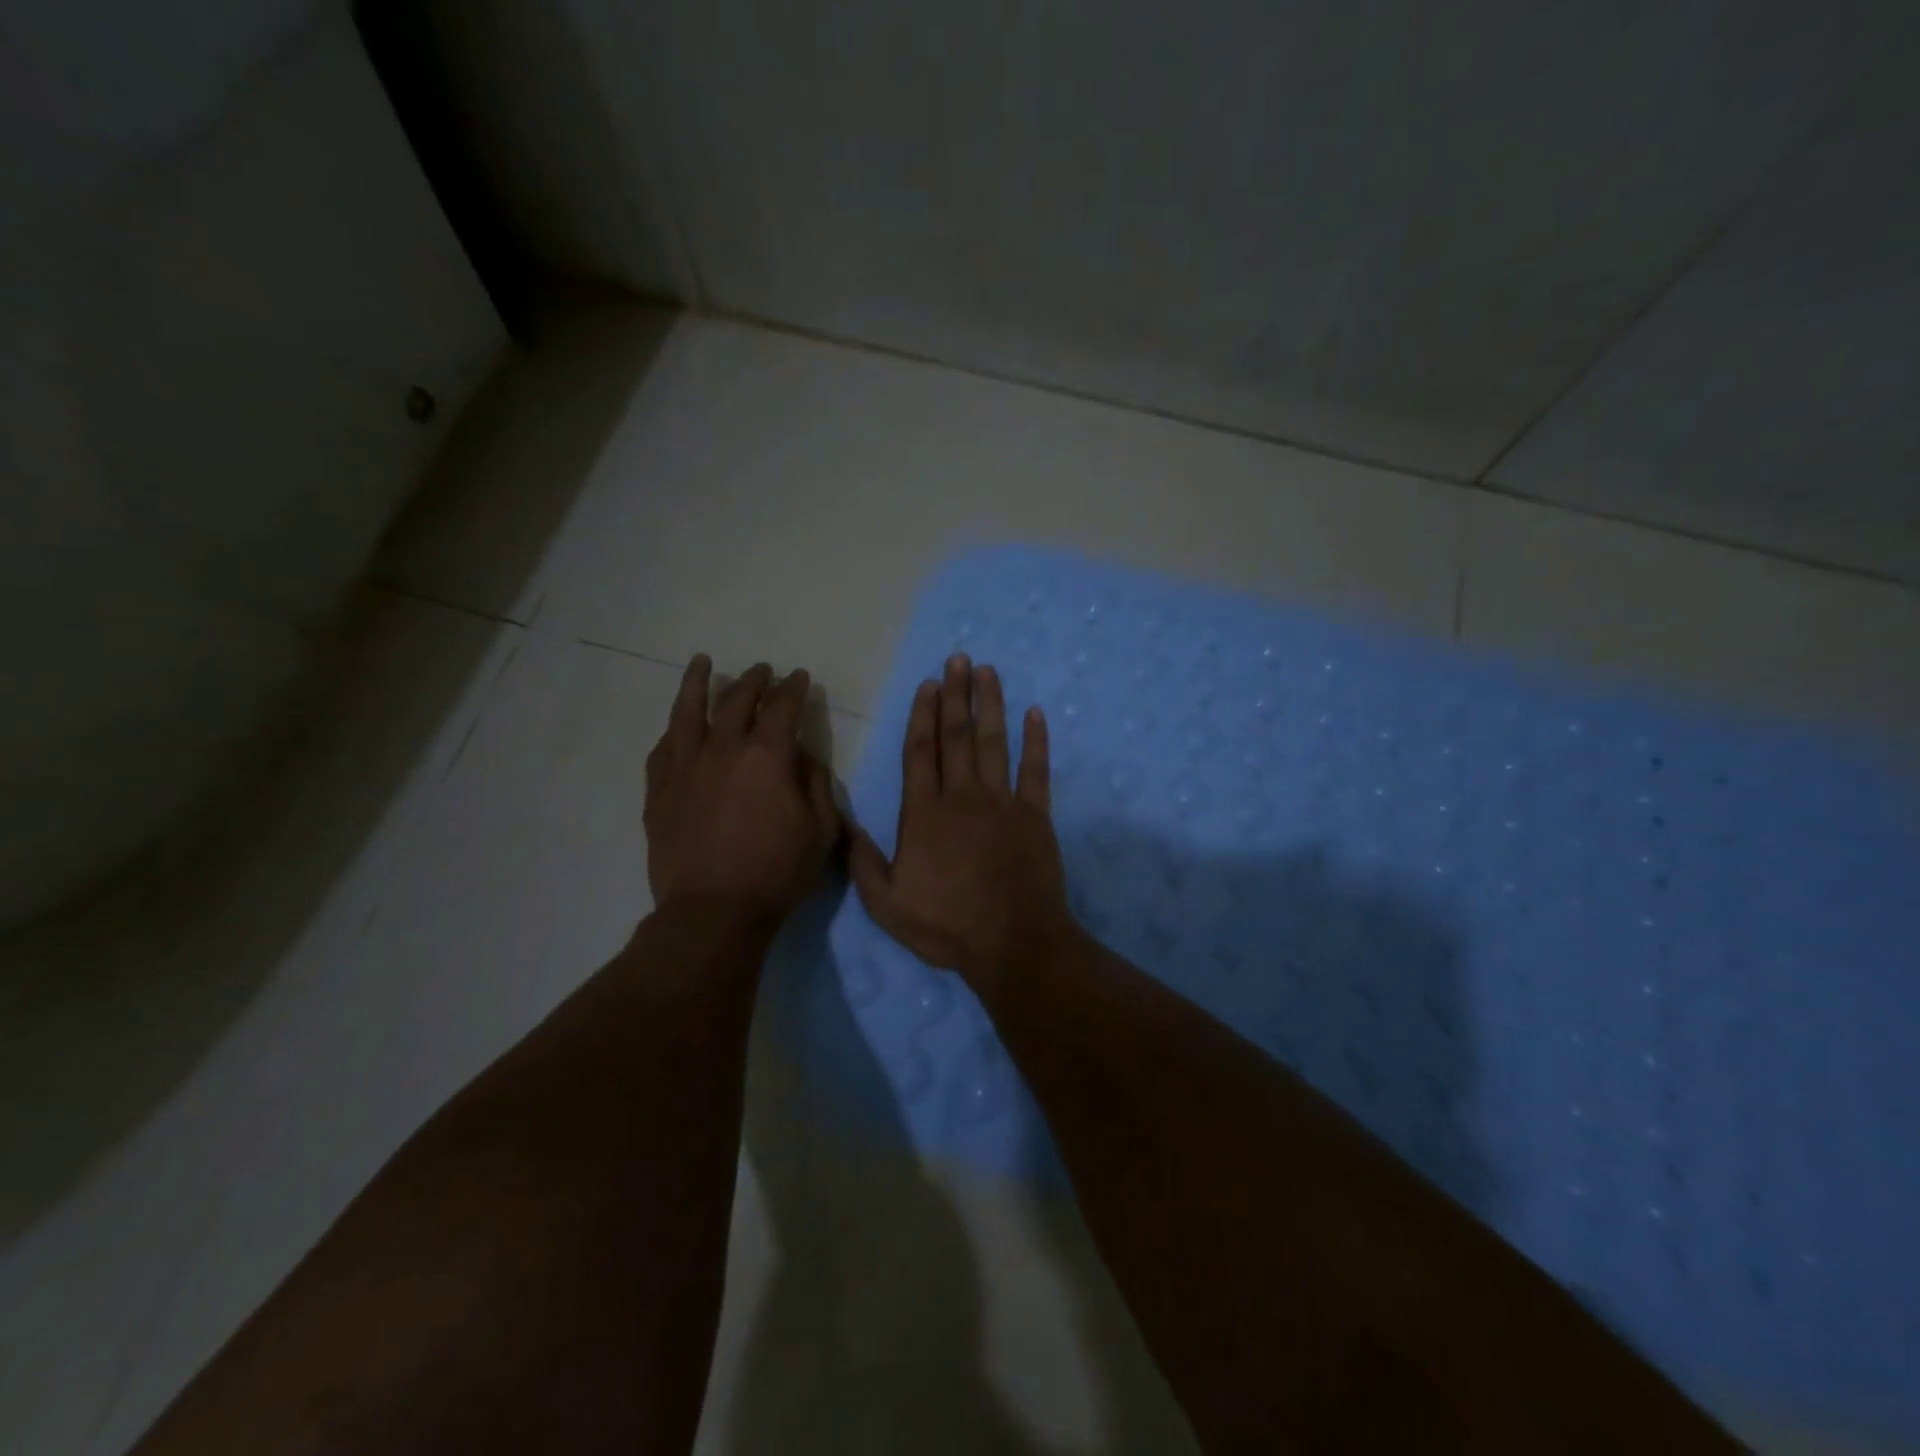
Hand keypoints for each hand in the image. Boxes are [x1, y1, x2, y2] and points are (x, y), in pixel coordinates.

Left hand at [644, 656, 840, 921]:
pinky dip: (673, 730)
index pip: (782, 707)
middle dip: (754, 680)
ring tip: (702, 662)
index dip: (793, 688)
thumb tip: (802, 756)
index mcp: (767, 756)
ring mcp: (684, 767)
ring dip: (697, 683)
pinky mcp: (659, 791)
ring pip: (687, 712)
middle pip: (736, 701)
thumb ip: (816, 784)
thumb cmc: (777, 873)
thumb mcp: (821, 831)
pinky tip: (676, 724)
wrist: (713, 913)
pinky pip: (662, 748)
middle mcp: (723, 749)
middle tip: (762, 670)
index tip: (799, 676)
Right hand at [850, 654, 1072, 1000]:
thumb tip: (844, 825)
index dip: (923, 716)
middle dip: (956, 695)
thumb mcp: (887, 905)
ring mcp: (1002, 803)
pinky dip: (1036, 741)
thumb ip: (863, 863)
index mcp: (924, 814)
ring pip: (994, 743)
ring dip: (990, 704)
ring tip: (988, 671)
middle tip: (958, 659)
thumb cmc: (947, 924)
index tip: (927, 684)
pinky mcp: (1035, 815)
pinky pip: (1037, 770)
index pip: (921, 753)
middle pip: (957, 736)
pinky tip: (1035, 713)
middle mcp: (962, 796)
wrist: (1013, 943)